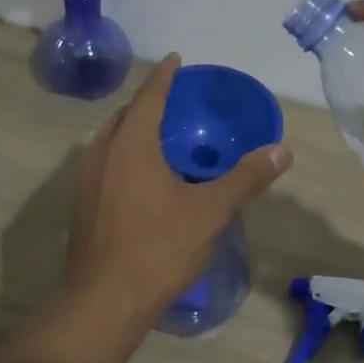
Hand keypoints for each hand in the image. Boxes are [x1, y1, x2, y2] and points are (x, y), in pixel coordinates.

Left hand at [65, 55, 292, 324]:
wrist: (104, 302)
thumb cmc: (159, 248)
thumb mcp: (210, 211)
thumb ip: (245, 178)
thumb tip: (281, 151)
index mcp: (131, 145)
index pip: (148, 96)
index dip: (164, 76)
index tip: (176, 60)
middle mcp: (102, 154)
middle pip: (125, 115)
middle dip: (147, 102)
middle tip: (173, 100)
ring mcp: (86, 181)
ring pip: (109, 141)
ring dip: (132, 130)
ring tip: (158, 135)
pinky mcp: (81, 206)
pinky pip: (104, 164)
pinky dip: (122, 155)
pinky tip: (140, 178)